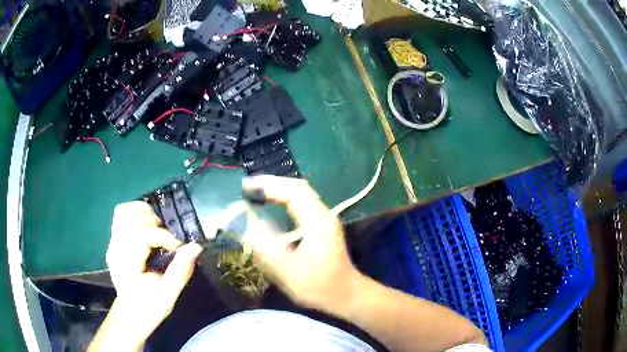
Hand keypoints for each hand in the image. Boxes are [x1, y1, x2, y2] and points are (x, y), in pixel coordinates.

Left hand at [90, 201, 202, 350]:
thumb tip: (196, 247)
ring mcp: (113, 242)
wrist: (131, 313)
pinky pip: (121, 215)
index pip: (140, 235)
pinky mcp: (114, 239)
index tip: (177, 247)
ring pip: (124, 212)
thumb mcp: (168, 294)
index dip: (162, 236)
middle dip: (154, 224)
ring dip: (144, 214)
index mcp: (126, 264)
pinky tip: (148, 222)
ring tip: (159, 228)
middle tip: (168, 239)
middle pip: (131, 219)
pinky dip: (136, 212)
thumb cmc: (150, 306)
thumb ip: (180, 271)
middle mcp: (116, 248)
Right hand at [242, 176, 361, 312]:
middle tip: (248, 187)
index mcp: (318, 222)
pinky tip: (273, 205)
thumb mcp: (290, 273)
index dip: (270, 185)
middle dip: (273, 184)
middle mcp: (323, 215)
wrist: (347, 295)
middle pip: (298, 188)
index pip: (294, 192)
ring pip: (300, 195)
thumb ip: (268, 250)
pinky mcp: (322, 227)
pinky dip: (285, 200)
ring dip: (279, 190)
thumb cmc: (320, 286)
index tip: (247, 187)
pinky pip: (302, 204)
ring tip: (256, 192)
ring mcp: (324, 220)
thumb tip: (248, 227)